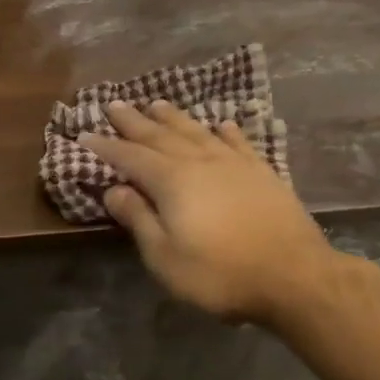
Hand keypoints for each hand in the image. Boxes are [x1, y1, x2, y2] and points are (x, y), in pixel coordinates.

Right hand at [80, 101, 348, 323]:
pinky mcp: (262, 173)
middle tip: (115, 104)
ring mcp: (235, 164)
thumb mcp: (165, 256)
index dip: (106, 147)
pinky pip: (238, 142)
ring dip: (173, 117)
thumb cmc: (219, 274)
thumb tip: (113, 189)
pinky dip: (225, 131)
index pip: (130, 157)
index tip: (85, 135)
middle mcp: (200, 162)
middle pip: (161, 136)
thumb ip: (138, 219)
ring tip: (156, 104)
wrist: (294, 276)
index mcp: (172, 181)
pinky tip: (220, 124)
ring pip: (197, 132)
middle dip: (134, 121)